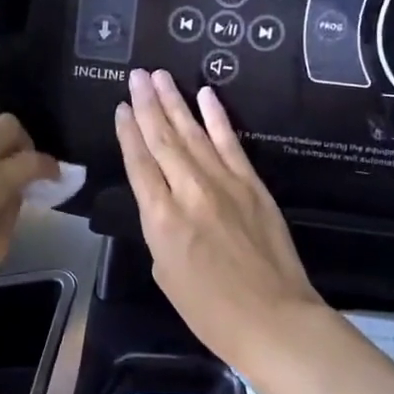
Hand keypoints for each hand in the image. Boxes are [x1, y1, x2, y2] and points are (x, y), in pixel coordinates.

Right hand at [115, 69, 323, 366]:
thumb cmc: (210, 310)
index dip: (127, 132)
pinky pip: (230, 142)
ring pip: (193, 133)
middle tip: (136, 74)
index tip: (120, 107)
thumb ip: (159, 230)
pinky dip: (217, 117)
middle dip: (146, 104)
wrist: (273, 319)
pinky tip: (205, 94)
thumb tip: (164, 203)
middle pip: (162, 139)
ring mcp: (224, 183)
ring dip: (174, 101)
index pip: (139, 163)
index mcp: (161, 218)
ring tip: (159, 76)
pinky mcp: (253, 184)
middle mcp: (189, 191)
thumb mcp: (165, 273)